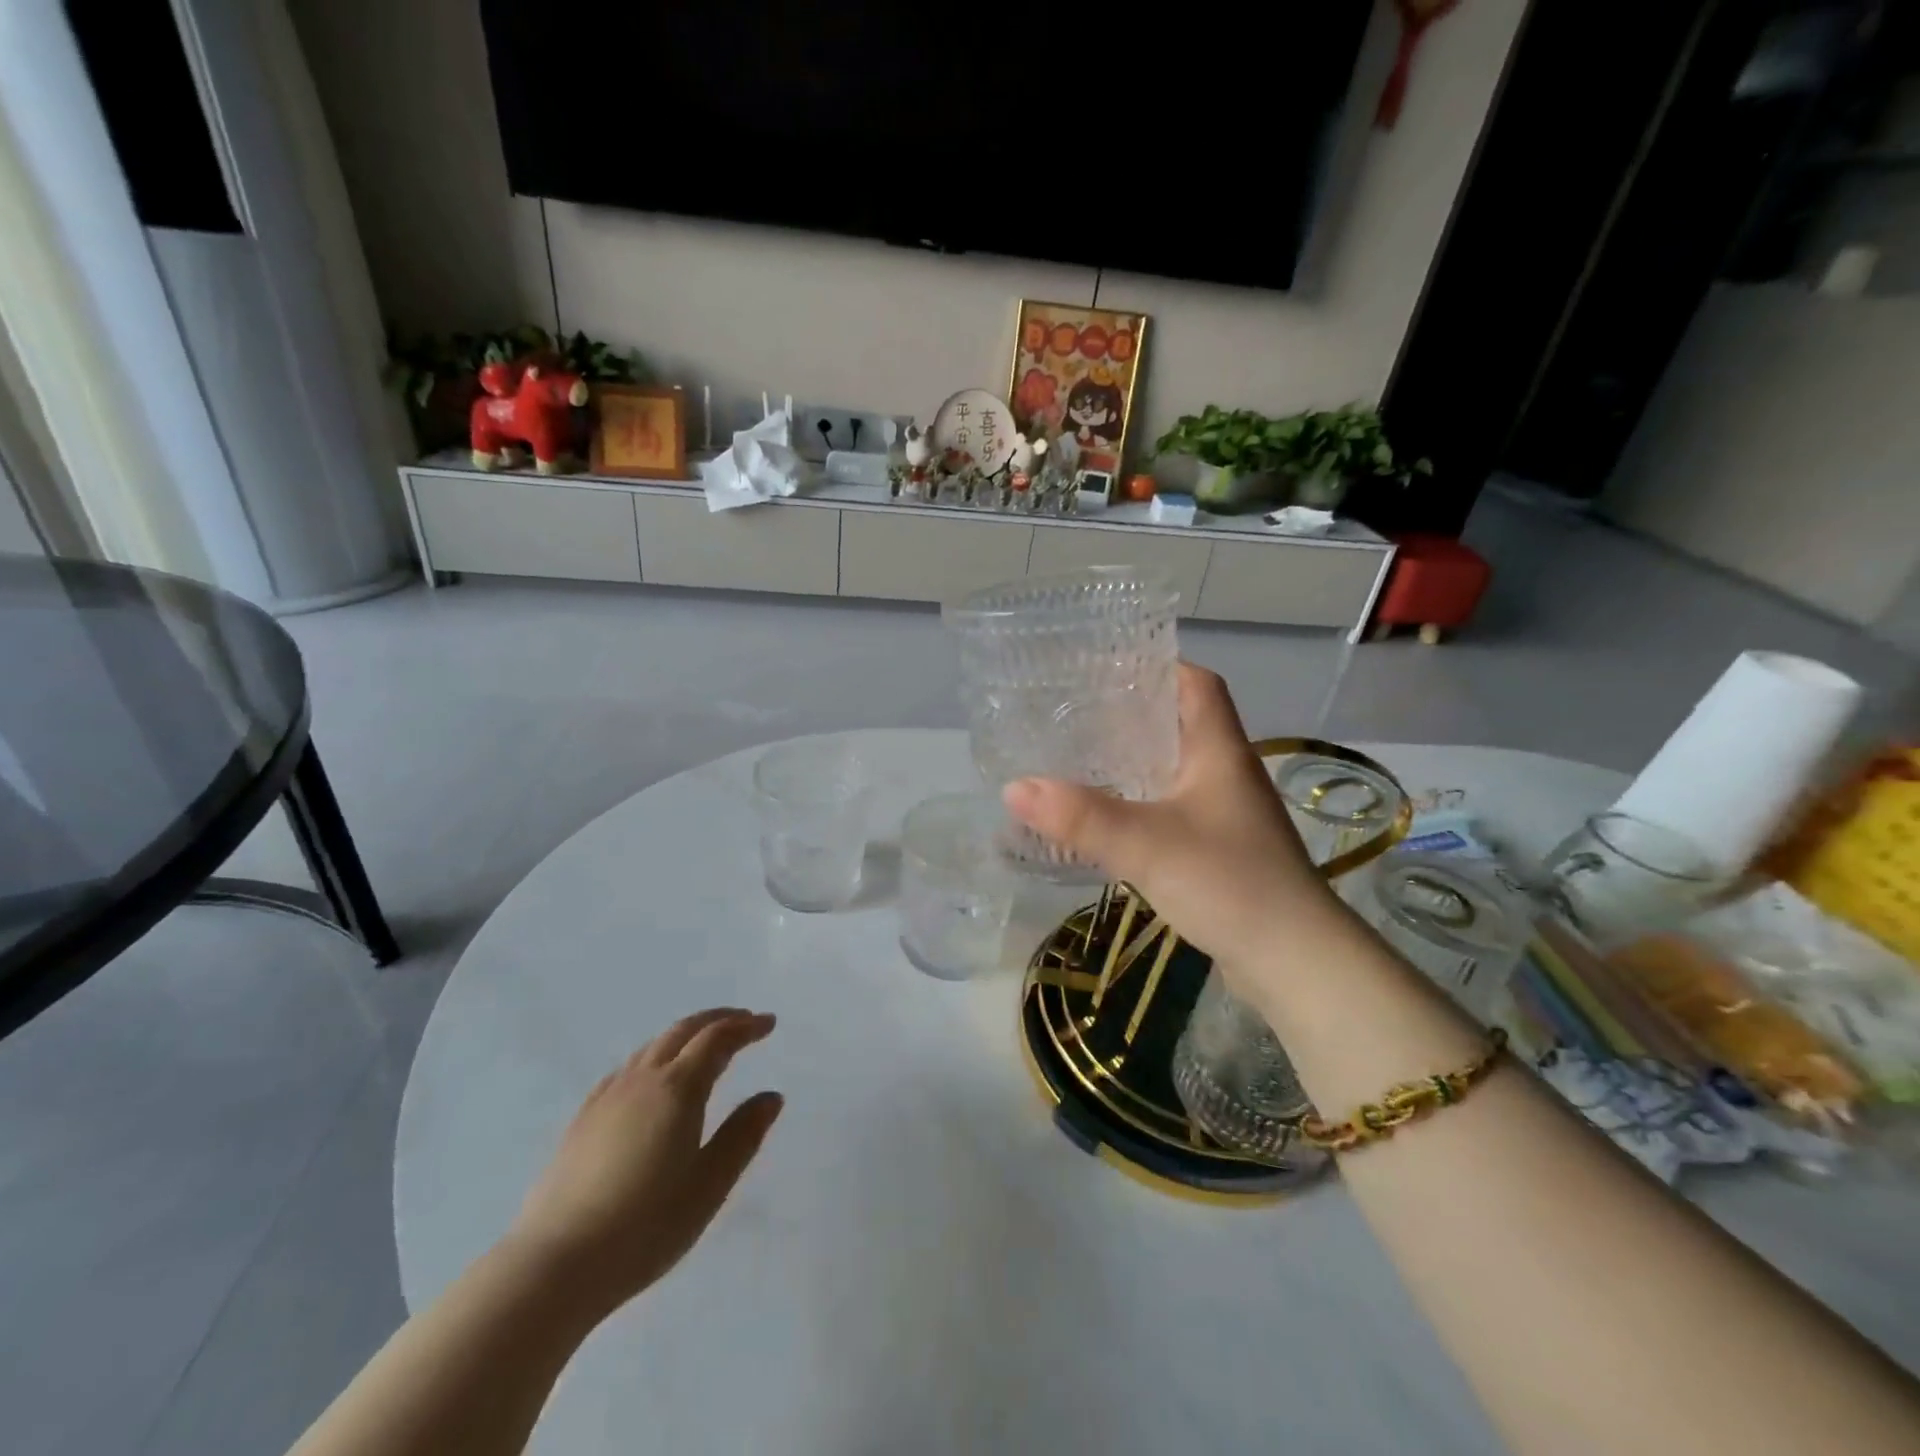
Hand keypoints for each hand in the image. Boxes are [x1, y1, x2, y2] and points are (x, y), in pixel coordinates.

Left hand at [507, 1008, 782, 1319]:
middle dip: (717, 1020)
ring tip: (704, 1046)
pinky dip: (654, 1057)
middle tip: (745, 1022)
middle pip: (683, 1031)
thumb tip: (771, 1096)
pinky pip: (627, 1069)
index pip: (717, 1039)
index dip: (745, 1026)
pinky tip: (652, 1079)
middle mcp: (643, 1079)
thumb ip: (743, 1136)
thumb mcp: (709, 1186)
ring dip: (686, 1035)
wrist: (554, 1265)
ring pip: (653, 1046)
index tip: (768, 1023)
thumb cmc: (644, 1227)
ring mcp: (608, 1097)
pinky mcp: (583, 1119)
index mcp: (678, 1088)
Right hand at [1002, 664, 1346, 982]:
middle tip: (1075, 712)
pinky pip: (1173, 808)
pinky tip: (1108, 817)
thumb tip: (1014, 788)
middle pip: (1181, 723)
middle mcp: (1227, 772)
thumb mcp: (1147, 844)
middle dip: (1132, 713)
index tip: (1107, 667)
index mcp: (1219, 750)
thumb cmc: (1229, 882)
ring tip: (1081, 757)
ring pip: (1175, 768)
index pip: (1198, 684)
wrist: (1295, 961)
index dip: (1159, 666)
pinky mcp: (1220, 849)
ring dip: (1134, 760)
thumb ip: (1081, 816)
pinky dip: (1141, 802)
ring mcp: (1227, 813)